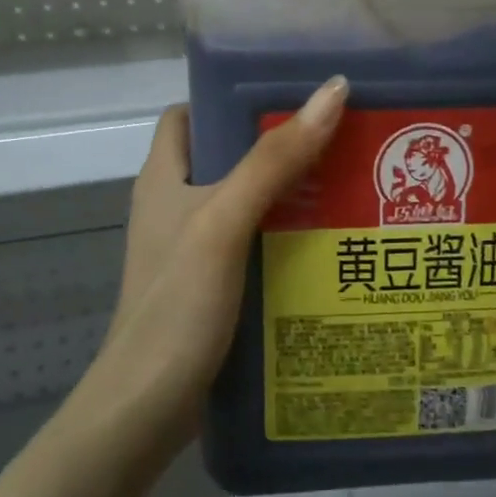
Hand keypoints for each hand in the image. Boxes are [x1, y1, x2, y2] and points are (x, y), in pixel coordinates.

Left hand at [81, 76, 349, 446]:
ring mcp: (190, 252)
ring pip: (244, 206)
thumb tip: (331, 90)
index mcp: (163, 178)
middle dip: (277, 149)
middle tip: (338, 143)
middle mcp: (173, 207)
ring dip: (288, 197)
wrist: (147, 407)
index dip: (231, 101)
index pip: (190, 114)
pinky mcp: (209, 289)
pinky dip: (284, 242)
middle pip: (226, 158)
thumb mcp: (225, 221)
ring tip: (348, 189)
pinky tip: (327, 249)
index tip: (289, 99)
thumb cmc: (178, 304)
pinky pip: (252, 248)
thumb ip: (273, 160)